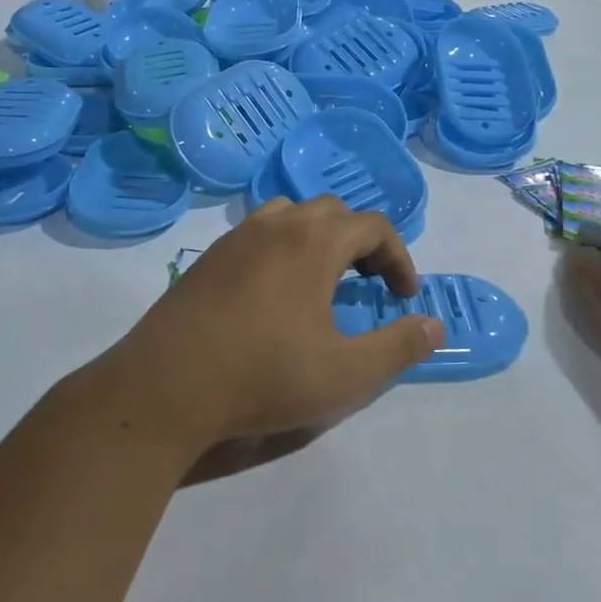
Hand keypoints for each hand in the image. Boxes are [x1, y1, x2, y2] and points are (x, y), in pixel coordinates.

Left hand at [102, 197, 444, 462]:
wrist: (165, 388)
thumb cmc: (264, 376)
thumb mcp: (346, 373)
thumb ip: (398, 347)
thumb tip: (436, 327)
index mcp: (314, 242)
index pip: (373, 226)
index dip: (399, 258)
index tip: (404, 297)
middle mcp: (276, 225)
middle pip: (333, 213)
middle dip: (362, 244)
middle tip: (369, 287)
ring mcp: (235, 238)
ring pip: (291, 216)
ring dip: (319, 240)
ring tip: (324, 282)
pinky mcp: (207, 258)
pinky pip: (258, 235)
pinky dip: (283, 249)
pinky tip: (275, 295)